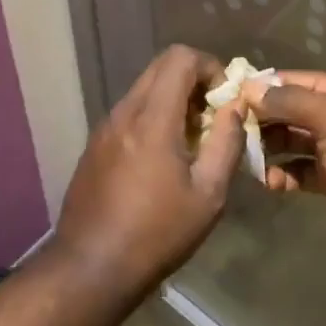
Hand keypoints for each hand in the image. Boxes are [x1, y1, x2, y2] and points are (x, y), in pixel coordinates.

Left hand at [52, 45, 245, 298]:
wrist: (89, 268)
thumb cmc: (156, 233)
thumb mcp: (208, 195)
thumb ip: (226, 143)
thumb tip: (236, 108)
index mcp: (152, 117)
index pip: (180, 57)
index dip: (210, 66)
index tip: (225, 99)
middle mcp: (124, 111)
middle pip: (161, 67)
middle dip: (194, 81)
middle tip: (213, 117)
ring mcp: (105, 127)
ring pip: (145, 89)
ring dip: (173, 100)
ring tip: (192, 141)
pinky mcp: (95, 145)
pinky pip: (130, 112)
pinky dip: (153, 117)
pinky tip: (163, 159)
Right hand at [248, 72, 325, 276]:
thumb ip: (290, 101)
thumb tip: (250, 87)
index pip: (295, 80)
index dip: (264, 87)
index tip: (230, 97)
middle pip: (291, 109)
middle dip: (263, 119)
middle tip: (232, 132)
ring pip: (292, 140)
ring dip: (270, 148)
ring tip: (246, 159)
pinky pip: (299, 170)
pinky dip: (283, 174)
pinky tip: (269, 183)